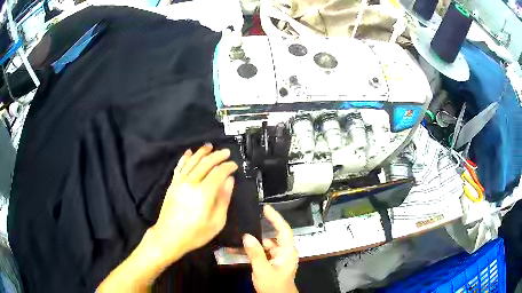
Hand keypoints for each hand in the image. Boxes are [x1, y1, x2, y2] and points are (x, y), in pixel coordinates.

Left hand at [150, 144, 237, 261]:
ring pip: (192, 161)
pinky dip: (185, 157)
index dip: (228, 166)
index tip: (234, 165)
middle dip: (217, 156)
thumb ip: (224, 199)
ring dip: (202, 152)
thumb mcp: (216, 222)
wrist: (169, 236)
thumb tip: (229, 181)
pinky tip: (189, 152)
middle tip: (226, 152)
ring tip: (210, 146)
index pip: (218, 172)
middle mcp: (191, 183)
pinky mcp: (172, 184)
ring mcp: (180, 182)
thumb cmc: (195, 233)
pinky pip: (180, 166)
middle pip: (206, 163)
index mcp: (204, 193)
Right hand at [243, 205, 298, 292]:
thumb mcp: (263, 270)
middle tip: (245, 222)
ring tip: (238, 236)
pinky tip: (239, 249)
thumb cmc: (274, 285)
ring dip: (253, 242)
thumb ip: (255, 253)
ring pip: (265, 245)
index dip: (275, 217)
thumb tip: (247, 236)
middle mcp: (284, 252)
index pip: (284, 230)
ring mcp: (278, 257)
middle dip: (259, 231)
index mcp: (288, 251)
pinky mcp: (272, 262)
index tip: (265, 208)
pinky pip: (262, 252)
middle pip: (272, 237)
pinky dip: (253, 250)